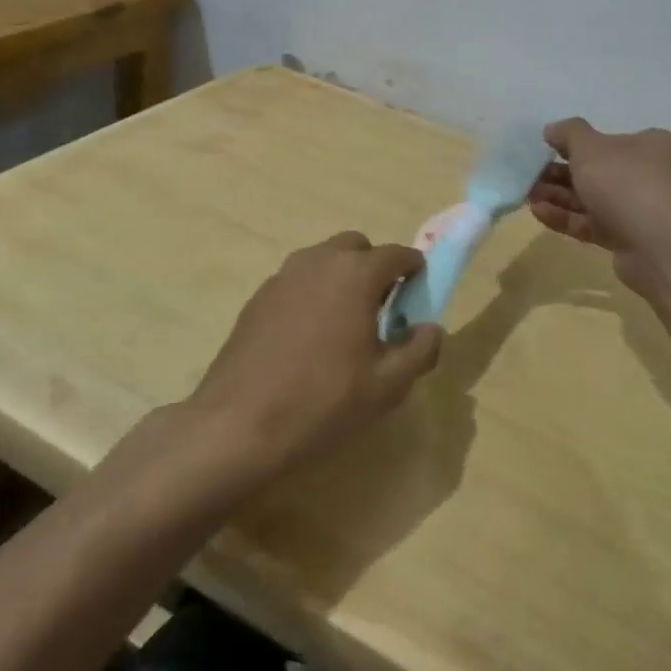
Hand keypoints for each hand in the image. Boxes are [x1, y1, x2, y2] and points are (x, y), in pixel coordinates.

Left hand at [186, 233, 443, 485]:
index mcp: (355, 274)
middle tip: (380, 309)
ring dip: (340, 279)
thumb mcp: (387, 385)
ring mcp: (282, 277)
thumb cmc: (324, 401)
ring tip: (344, 326)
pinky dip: (312, 295)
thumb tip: (430, 329)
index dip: (414, 270)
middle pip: (356, 248)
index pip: (397, 254)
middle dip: (374, 268)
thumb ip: (419, 350)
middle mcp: (318, 262)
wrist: (240, 423)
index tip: (418, 294)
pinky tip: (308, 339)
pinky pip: (296, 282)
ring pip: (322, 261)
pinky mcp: (257, 298)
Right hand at [529, 118, 670, 300]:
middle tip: (529, 175)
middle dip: (559, 173)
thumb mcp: (591, 148)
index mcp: (649, 146)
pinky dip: (567, 217)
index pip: (608, 140)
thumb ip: (568, 134)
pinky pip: (592, 223)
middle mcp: (649, 175)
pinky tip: (538, 213)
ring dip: (558, 196)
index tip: (544, 149)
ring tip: (527, 195)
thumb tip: (552, 129)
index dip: (574, 144)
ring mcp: (639, 209)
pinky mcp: (627, 238)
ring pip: (591, 199)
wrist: (660, 247)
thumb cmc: (626, 184)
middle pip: (596, 171)